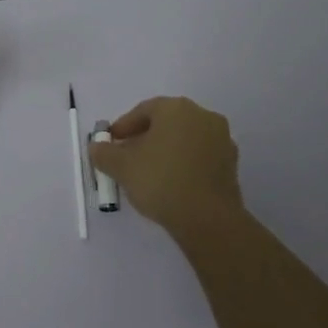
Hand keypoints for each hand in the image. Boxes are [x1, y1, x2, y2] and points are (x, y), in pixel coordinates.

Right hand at [88, 96, 244, 237]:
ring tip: (147, 172)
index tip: (111, 143)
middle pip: (166, 122)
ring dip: (165, 150)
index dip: (123, 126)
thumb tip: (97, 147)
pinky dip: (183, 163)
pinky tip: (170, 182)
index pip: (144, 110)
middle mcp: (203, 116)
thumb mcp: (121, 167)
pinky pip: (199, 156)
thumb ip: (104, 153)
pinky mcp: (230, 164)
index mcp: (177, 109)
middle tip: (126, 156)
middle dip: (144, 137)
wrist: (208, 218)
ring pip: (184, 139)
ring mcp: (221, 140)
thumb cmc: (160, 180)